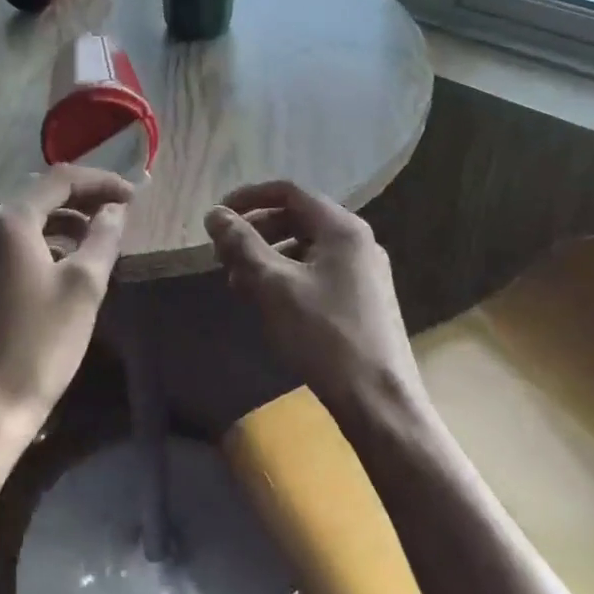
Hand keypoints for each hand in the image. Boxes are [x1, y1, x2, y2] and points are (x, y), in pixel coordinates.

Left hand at [0, 166, 132, 444]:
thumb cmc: (42, 340)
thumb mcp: (84, 285)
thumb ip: (103, 237)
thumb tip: (115, 209)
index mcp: (12, 220)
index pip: (61, 179)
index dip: (101, 181)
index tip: (135, 195)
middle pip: (45, 194)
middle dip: (85, 196)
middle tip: (123, 208)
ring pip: (35, 219)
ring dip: (70, 219)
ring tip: (105, 233)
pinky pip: (25, 242)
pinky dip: (54, 240)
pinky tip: (76, 259)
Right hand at [204, 180, 422, 418]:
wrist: (379, 402)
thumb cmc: (324, 335)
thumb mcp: (273, 285)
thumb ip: (242, 244)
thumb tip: (215, 214)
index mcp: (342, 228)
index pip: (288, 192)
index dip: (249, 198)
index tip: (218, 216)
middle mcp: (357, 241)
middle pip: (297, 219)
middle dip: (256, 232)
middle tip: (224, 255)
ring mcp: (363, 272)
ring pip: (305, 248)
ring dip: (268, 258)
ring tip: (239, 284)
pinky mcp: (362, 300)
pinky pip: (316, 272)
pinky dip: (287, 278)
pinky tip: (267, 304)